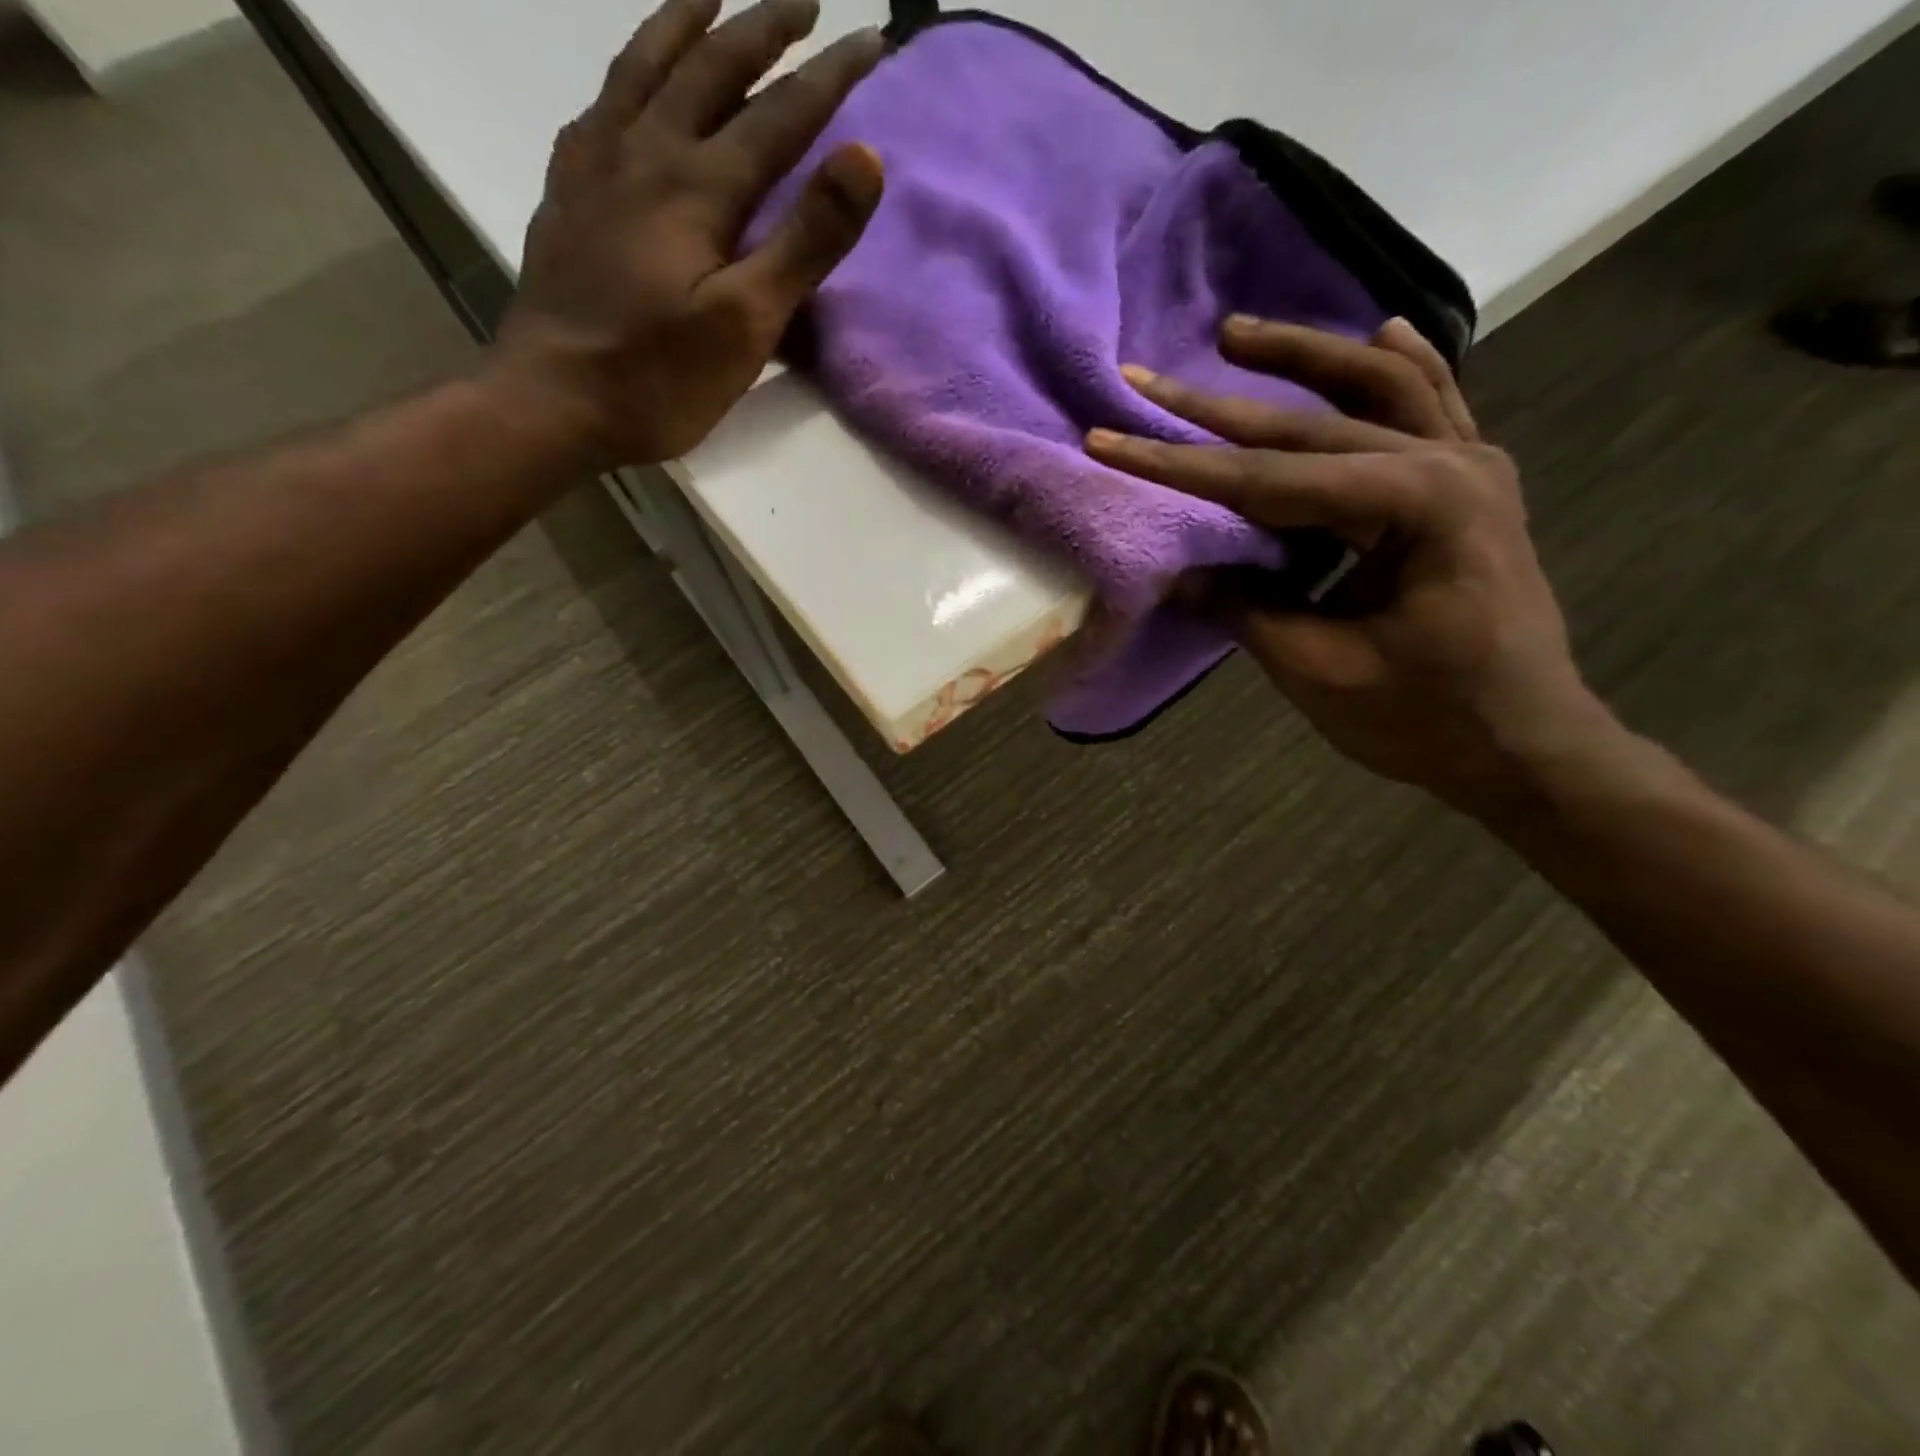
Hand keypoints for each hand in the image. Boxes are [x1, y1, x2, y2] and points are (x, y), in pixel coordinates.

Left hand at [489, 0, 885, 468]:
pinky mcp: (567, 194)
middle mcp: (645, 152)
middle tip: (803, 1)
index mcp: (699, 186)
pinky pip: (600, 106)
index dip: (831, 75)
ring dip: (687, 23)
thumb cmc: (660, 377)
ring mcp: (596, 166)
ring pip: (644, 66)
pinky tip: (634, 84)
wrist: (554, 401)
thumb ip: (805, 241)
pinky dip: (628, 75)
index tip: (873, 39)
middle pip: (710, 66)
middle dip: (764, 27)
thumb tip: (864, 158)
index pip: (780, 112)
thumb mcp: (748, 323)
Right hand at [1086, 316, 1610, 816]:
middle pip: (1309, 426)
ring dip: (1304, 358)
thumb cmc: (1427, 719)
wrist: (1528, 745)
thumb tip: (1174, 572)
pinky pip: (1433, 408)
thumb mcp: (1320, 672)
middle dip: (1217, 406)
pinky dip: (1399, 370)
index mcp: (1417, 508)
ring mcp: (1469, 467)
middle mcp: (1449, 464)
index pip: (1268, 480)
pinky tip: (1378, 335)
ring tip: (1235, 334)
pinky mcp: (1471, 486)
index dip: (1180, 466)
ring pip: (1376, 389)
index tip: (1111, 440)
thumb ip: (1245, 609)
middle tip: (1146, 378)